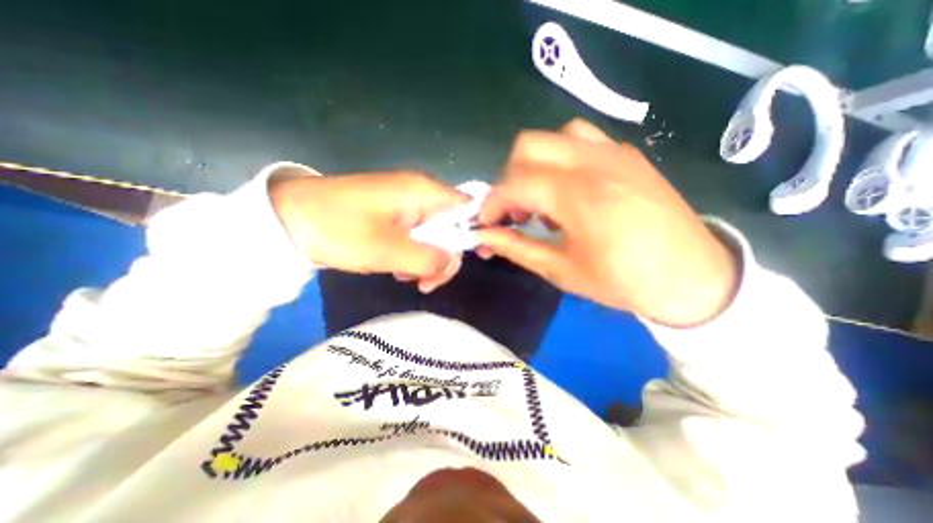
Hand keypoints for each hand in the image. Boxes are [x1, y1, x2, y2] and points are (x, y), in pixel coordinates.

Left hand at [272, 172, 466, 293]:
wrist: (287, 218)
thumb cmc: (339, 229)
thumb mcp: (387, 250)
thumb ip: (428, 258)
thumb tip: (454, 263)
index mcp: (423, 192)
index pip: (467, 208)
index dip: (477, 232)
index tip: (478, 258)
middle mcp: (420, 194)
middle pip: (452, 226)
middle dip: (444, 256)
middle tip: (427, 282)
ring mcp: (405, 204)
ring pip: (433, 235)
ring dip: (426, 259)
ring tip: (407, 277)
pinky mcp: (392, 215)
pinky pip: (415, 236)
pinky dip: (412, 255)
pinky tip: (397, 268)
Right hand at [477, 118, 740, 326]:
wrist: (692, 276)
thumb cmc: (624, 281)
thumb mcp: (562, 271)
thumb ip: (517, 248)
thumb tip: (484, 237)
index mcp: (580, 197)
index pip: (515, 183)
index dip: (491, 203)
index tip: (485, 222)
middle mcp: (595, 163)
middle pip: (528, 146)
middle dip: (509, 179)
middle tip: (514, 211)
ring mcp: (614, 153)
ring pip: (553, 137)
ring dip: (534, 165)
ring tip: (542, 200)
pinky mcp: (626, 155)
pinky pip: (581, 140)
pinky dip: (560, 159)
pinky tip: (568, 189)